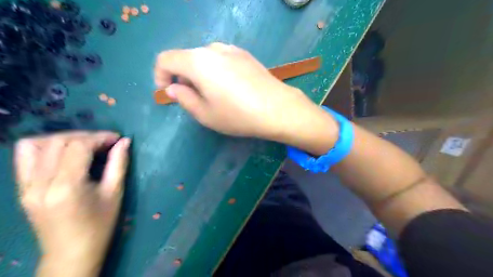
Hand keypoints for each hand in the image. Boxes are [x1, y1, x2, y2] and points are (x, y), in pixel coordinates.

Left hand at [14, 131, 129, 274]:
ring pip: (37, 144)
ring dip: (64, 138)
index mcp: (67, 187)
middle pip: (58, 141)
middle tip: (105, 142)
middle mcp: (40, 184)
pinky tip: (64, 153)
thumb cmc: (100, 225)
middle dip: (86, 136)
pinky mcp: (21, 188)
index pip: (78, 146)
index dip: (100, 137)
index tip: (117, 138)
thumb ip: (119, 163)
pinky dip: (45, 146)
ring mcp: (25, 186)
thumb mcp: (115, 193)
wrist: (71, 252)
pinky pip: (25, 156)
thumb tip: (125, 142)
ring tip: (84, 145)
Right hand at [154, 43, 338, 155]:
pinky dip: (215, 70)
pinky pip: (221, 58)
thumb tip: (173, 88)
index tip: (167, 92)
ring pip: (205, 58)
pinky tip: (229, 87)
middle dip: (182, 76)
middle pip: (186, 57)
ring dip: (199, 73)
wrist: (277, 109)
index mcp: (198, 61)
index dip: (160, 75)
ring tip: (211, 94)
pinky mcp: (246, 55)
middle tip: (192, 98)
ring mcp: (232, 50)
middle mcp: (213, 49)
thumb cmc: (238, 115)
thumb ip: (184, 98)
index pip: (166, 59)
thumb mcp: (205, 114)